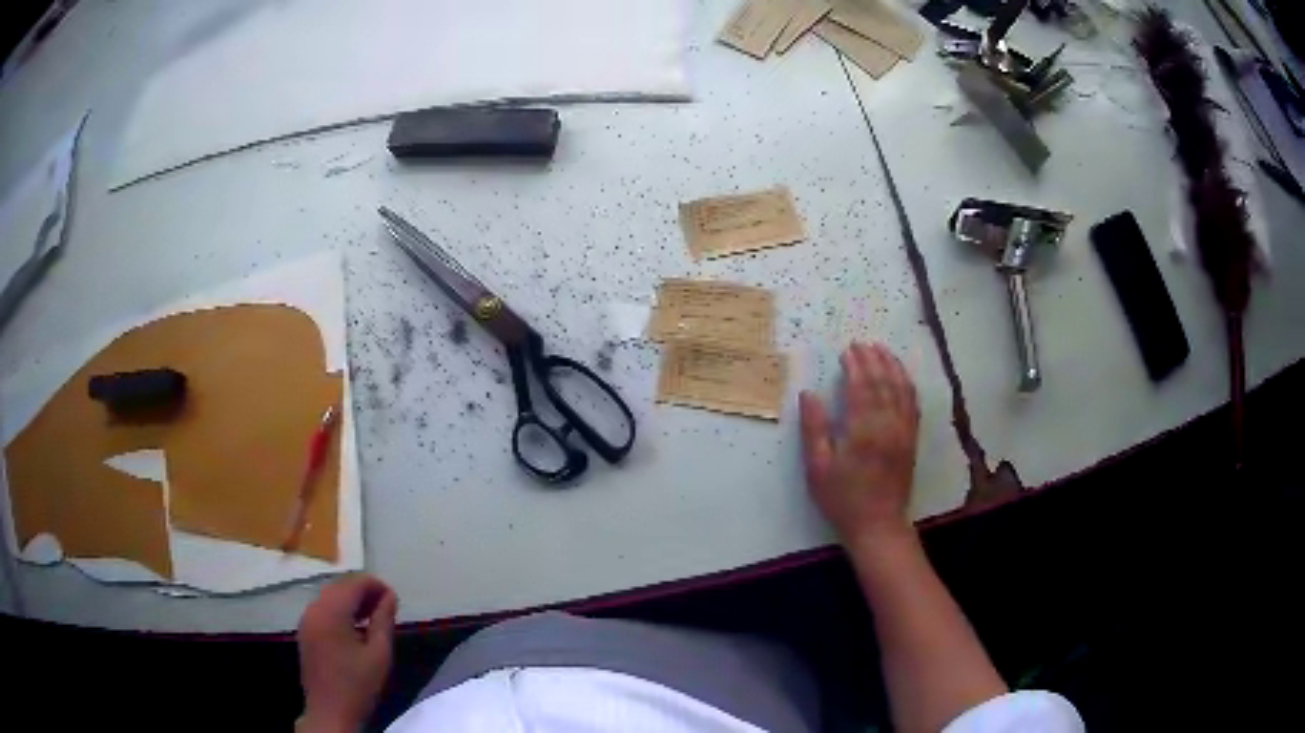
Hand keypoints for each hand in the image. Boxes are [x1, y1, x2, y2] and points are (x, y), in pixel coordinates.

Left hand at [296, 574, 397, 731]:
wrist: (330, 712)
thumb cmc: (358, 685)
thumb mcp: (379, 654)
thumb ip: (384, 620)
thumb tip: (390, 596)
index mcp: (331, 612)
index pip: (354, 584)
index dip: (376, 586)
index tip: (394, 599)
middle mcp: (314, 609)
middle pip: (340, 587)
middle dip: (363, 592)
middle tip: (387, 607)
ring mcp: (306, 620)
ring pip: (330, 597)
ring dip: (351, 601)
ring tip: (373, 617)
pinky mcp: (305, 631)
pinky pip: (323, 610)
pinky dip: (340, 611)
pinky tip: (355, 628)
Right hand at [800, 342, 919, 550]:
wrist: (877, 524)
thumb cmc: (842, 498)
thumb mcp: (818, 468)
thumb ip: (814, 428)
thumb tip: (808, 394)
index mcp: (862, 431)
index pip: (861, 387)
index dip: (855, 366)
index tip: (847, 350)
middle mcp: (887, 425)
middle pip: (882, 383)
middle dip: (873, 360)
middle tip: (862, 343)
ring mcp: (904, 431)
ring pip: (901, 389)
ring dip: (892, 366)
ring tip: (882, 350)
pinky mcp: (912, 439)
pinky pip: (913, 404)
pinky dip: (907, 385)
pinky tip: (901, 376)